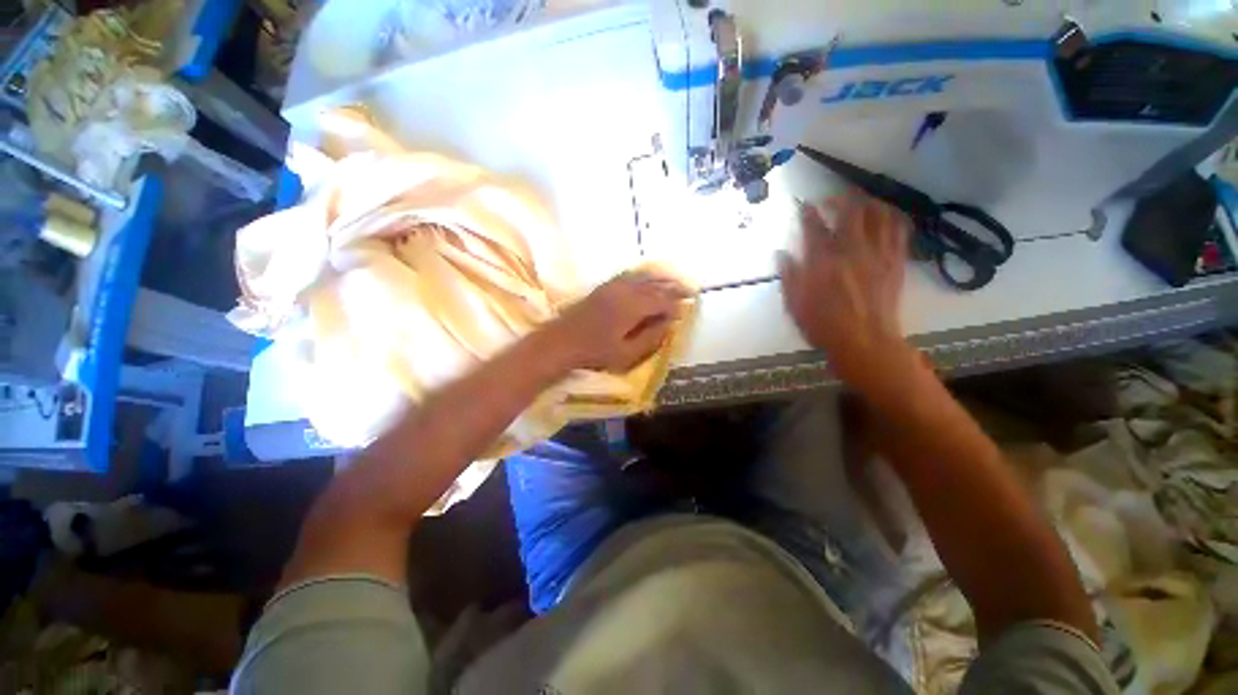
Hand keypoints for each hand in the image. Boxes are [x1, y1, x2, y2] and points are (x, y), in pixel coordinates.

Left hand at [545, 270, 691, 372]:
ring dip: (661, 279)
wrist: (561, 341)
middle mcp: (625, 290)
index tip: (687, 309)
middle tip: (690, 290)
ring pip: (644, 277)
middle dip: (674, 287)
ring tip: (675, 282)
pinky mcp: (604, 286)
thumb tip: (670, 323)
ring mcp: (613, 285)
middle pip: (655, 285)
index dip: (676, 305)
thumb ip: (652, 337)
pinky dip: (644, 275)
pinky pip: (630, 275)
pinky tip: (649, 277)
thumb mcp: (628, 353)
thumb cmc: (595, 352)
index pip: (662, 300)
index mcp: (633, 307)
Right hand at [778, 194, 913, 389]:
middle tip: (831, 199)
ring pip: (879, 214)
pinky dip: (892, 217)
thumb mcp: (795, 305)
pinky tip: (885, 216)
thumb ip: (789, 276)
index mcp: (823, 261)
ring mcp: (877, 254)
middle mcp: (852, 250)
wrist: (865, 343)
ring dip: (868, 202)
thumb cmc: (823, 326)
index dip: (808, 212)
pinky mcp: (895, 262)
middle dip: (840, 198)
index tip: (803, 205)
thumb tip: (781, 254)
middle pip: (850, 211)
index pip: (814, 227)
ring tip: (860, 202)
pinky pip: (898, 230)